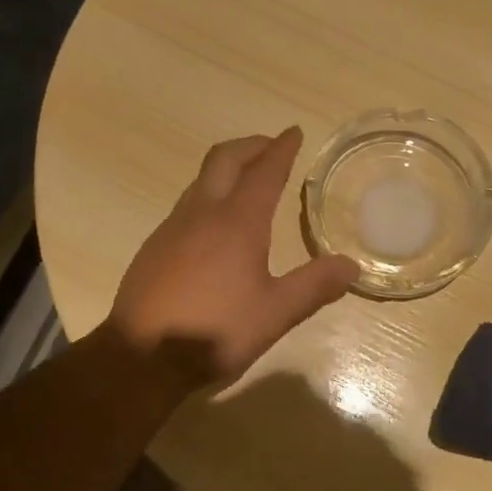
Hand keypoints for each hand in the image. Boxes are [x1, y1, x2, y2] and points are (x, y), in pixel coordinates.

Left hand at [106, 128, 359, 390]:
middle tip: (271, 147)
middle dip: (251, 146)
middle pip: (225, 159)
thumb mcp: (275, 314)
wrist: (140, 357)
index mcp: (237, 222)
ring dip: (227, 168)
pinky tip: (215, 225)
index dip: (282, 149)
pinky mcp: (155, 246)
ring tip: (247, 180)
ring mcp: (173, 227)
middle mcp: (203, 213)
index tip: (294, 132)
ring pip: (202, 180)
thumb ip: (314, 286)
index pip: (264, 171)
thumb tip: (351, 266)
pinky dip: (209, 195)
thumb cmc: (214, 332)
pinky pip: (187, 204)